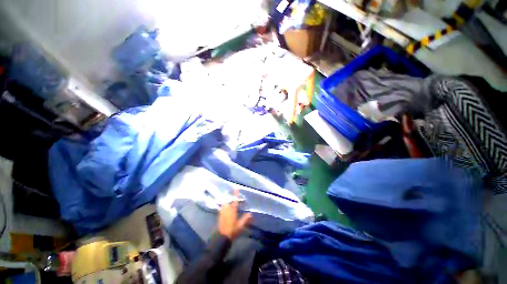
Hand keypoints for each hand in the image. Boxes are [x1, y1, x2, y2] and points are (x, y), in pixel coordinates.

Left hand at [218, 190, 251, 240]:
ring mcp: (223, 211)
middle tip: (233, 192)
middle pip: (228, 199)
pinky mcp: (220, 214)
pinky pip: (223, 206)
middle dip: (231, 195)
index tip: (237, 188)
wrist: (222, 237)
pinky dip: (225, 203)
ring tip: (230, 197)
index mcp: (233, 210)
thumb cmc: (232, 230)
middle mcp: (227, 209)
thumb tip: (250, 214)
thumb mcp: (241, 226)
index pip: (235, 200)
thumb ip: (245, 219)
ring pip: (225, 202)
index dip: (236, 194)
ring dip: (227, 198)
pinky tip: (227, 205)